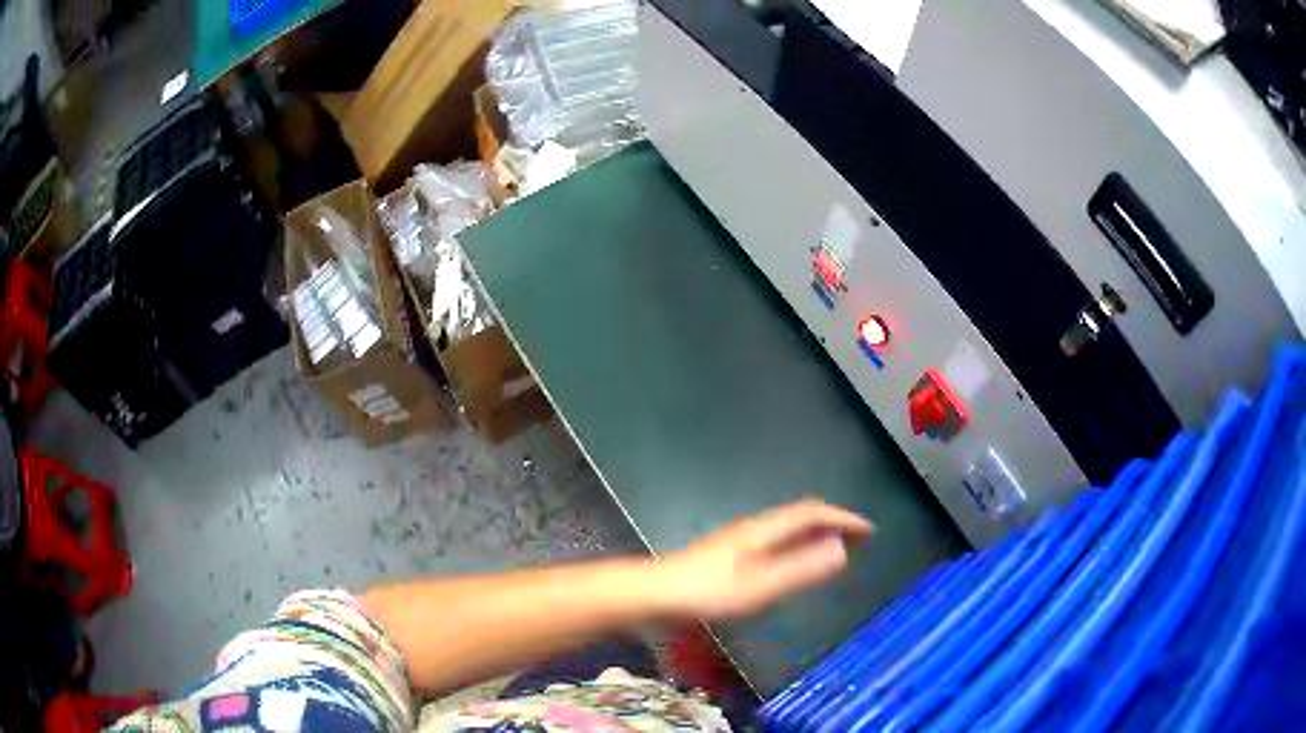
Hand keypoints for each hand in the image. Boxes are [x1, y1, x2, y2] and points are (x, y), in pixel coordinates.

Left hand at [658, 499, 872, 619]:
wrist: (656, 593)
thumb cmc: (708, 591)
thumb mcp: (759, 586)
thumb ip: (800, 569)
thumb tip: (841, 549)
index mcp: (764, 529)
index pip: (812, 512)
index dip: (843, 518)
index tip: (869, 531)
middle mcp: (754, 527)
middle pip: (801, 515)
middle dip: (833, 523)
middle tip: (858, 540)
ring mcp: (740, 538)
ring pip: (788, 527)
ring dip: (816, 534)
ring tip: (835, 550)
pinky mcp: (730, 553)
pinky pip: (776, 540)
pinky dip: (798, 545)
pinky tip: (794, 564)